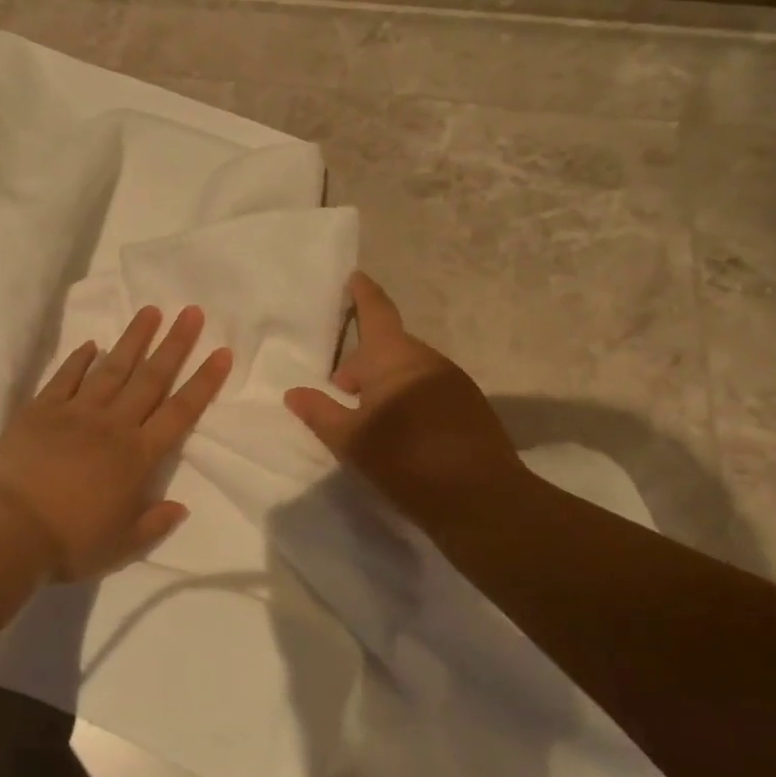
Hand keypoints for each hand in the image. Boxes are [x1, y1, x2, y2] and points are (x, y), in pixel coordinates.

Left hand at [0, 306, 232, 581]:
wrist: (8, 530)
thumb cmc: (70, 542)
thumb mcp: (121, 546)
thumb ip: (154, 524)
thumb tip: (181, 508)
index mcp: (138, 456)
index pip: (180, 412)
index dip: (204, 382)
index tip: (221, 352)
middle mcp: (113, 425)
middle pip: (151, 377)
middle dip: (175, 344)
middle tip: (191, 312)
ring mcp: (76, 412)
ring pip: (112, 367)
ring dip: (134, 339)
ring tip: (151, 311)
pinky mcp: (41, 409)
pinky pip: (66, 377)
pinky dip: (80, 359)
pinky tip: (92, 344)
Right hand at [285, 272, 525, 530]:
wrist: (482, 499)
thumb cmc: (406, 461)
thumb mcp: (351, 440)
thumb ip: (320, 412)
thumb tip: (293, 393)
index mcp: (395, 358)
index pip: (376, 312)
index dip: (362, 294)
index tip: (354, 277)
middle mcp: (428, 360)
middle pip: (389, 347)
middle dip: (363, 362)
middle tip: (340, 389)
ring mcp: (454, 382)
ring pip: (409, 370)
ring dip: (385, 383)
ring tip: (367, 417)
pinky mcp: (470, 406)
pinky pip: (429, 389)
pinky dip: (408, 399)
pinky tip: (401, 433)